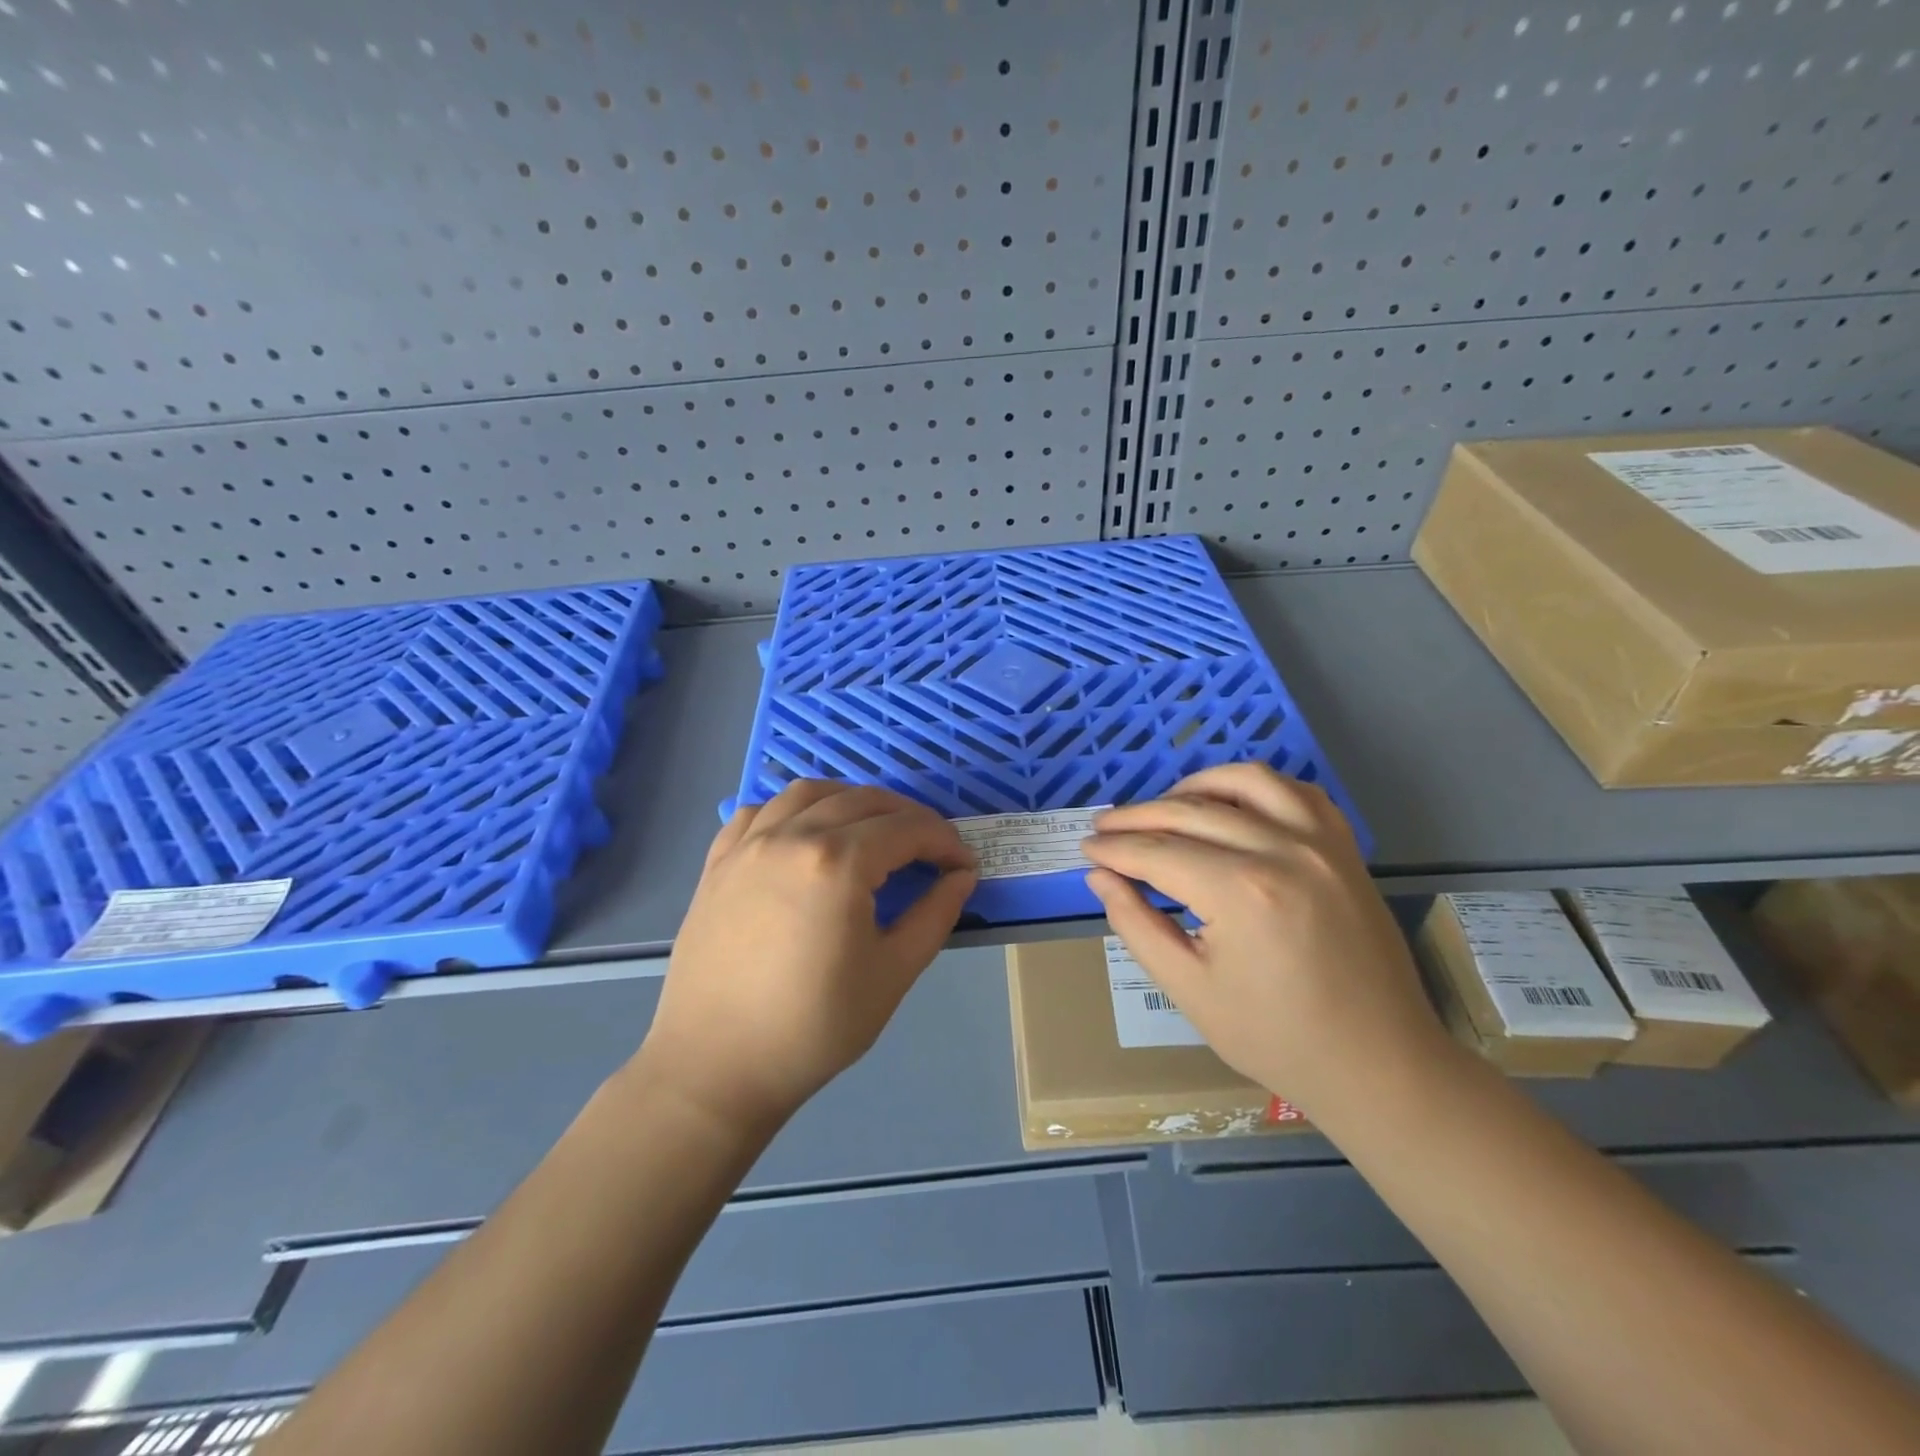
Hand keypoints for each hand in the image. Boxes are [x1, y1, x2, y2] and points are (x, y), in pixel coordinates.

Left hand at [638, 781, 977, 1129]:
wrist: (716, 1066)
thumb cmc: (814, 1026)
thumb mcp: (893, 972)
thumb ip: (935, 914)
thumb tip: (961, 876)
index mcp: (838, 862)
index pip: (907, 829)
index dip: (944, 841)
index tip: (963, 864)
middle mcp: (792, 836)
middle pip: (863, 801)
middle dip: (908, 817)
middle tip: (930, 849)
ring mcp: (749, 844)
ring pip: (810, 793)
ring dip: (852, 800)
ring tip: (873, 828)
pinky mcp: (719, 861)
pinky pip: (761, 811)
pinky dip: (794, 809)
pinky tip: (806, 833)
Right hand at [1082, 763, 1448, 1119]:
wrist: (1378, 1064)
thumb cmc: (1276, 1038)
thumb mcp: (1189, 989)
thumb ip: (1136, 924)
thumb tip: (1100, 876)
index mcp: (1240, 892)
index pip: (1158, 852)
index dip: (1115, 848)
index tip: (1087, 849)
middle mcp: (1282, 850)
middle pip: (1191, 811)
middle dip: (1138, 816)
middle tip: (1105, 827)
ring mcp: (1321, 843)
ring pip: (1244, 781)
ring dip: (1194, 787)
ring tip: (1163, 808)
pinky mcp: (1344, 848)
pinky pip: (1296, 792)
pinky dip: (1255, 787)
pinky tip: (1231, 804)